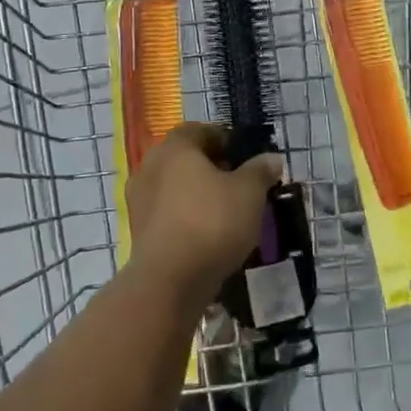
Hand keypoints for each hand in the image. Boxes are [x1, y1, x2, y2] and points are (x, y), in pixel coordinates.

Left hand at [127, 123, 282, 293]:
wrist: (170, 280)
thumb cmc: (212, 222)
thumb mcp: (249, 193)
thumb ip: (260, 171)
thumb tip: (271, 158)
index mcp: (175, 148)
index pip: (199, 130)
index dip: (224, 139)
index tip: (244, 156)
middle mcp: (150, 166)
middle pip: (184, 157)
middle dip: (211, 166)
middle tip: (239, 182)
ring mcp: (139, 199)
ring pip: (174, 185)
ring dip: (197, 192)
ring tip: (226, 210)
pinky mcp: (138, 229)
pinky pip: (167, 211)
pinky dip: (185, 214)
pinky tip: (206, 232)